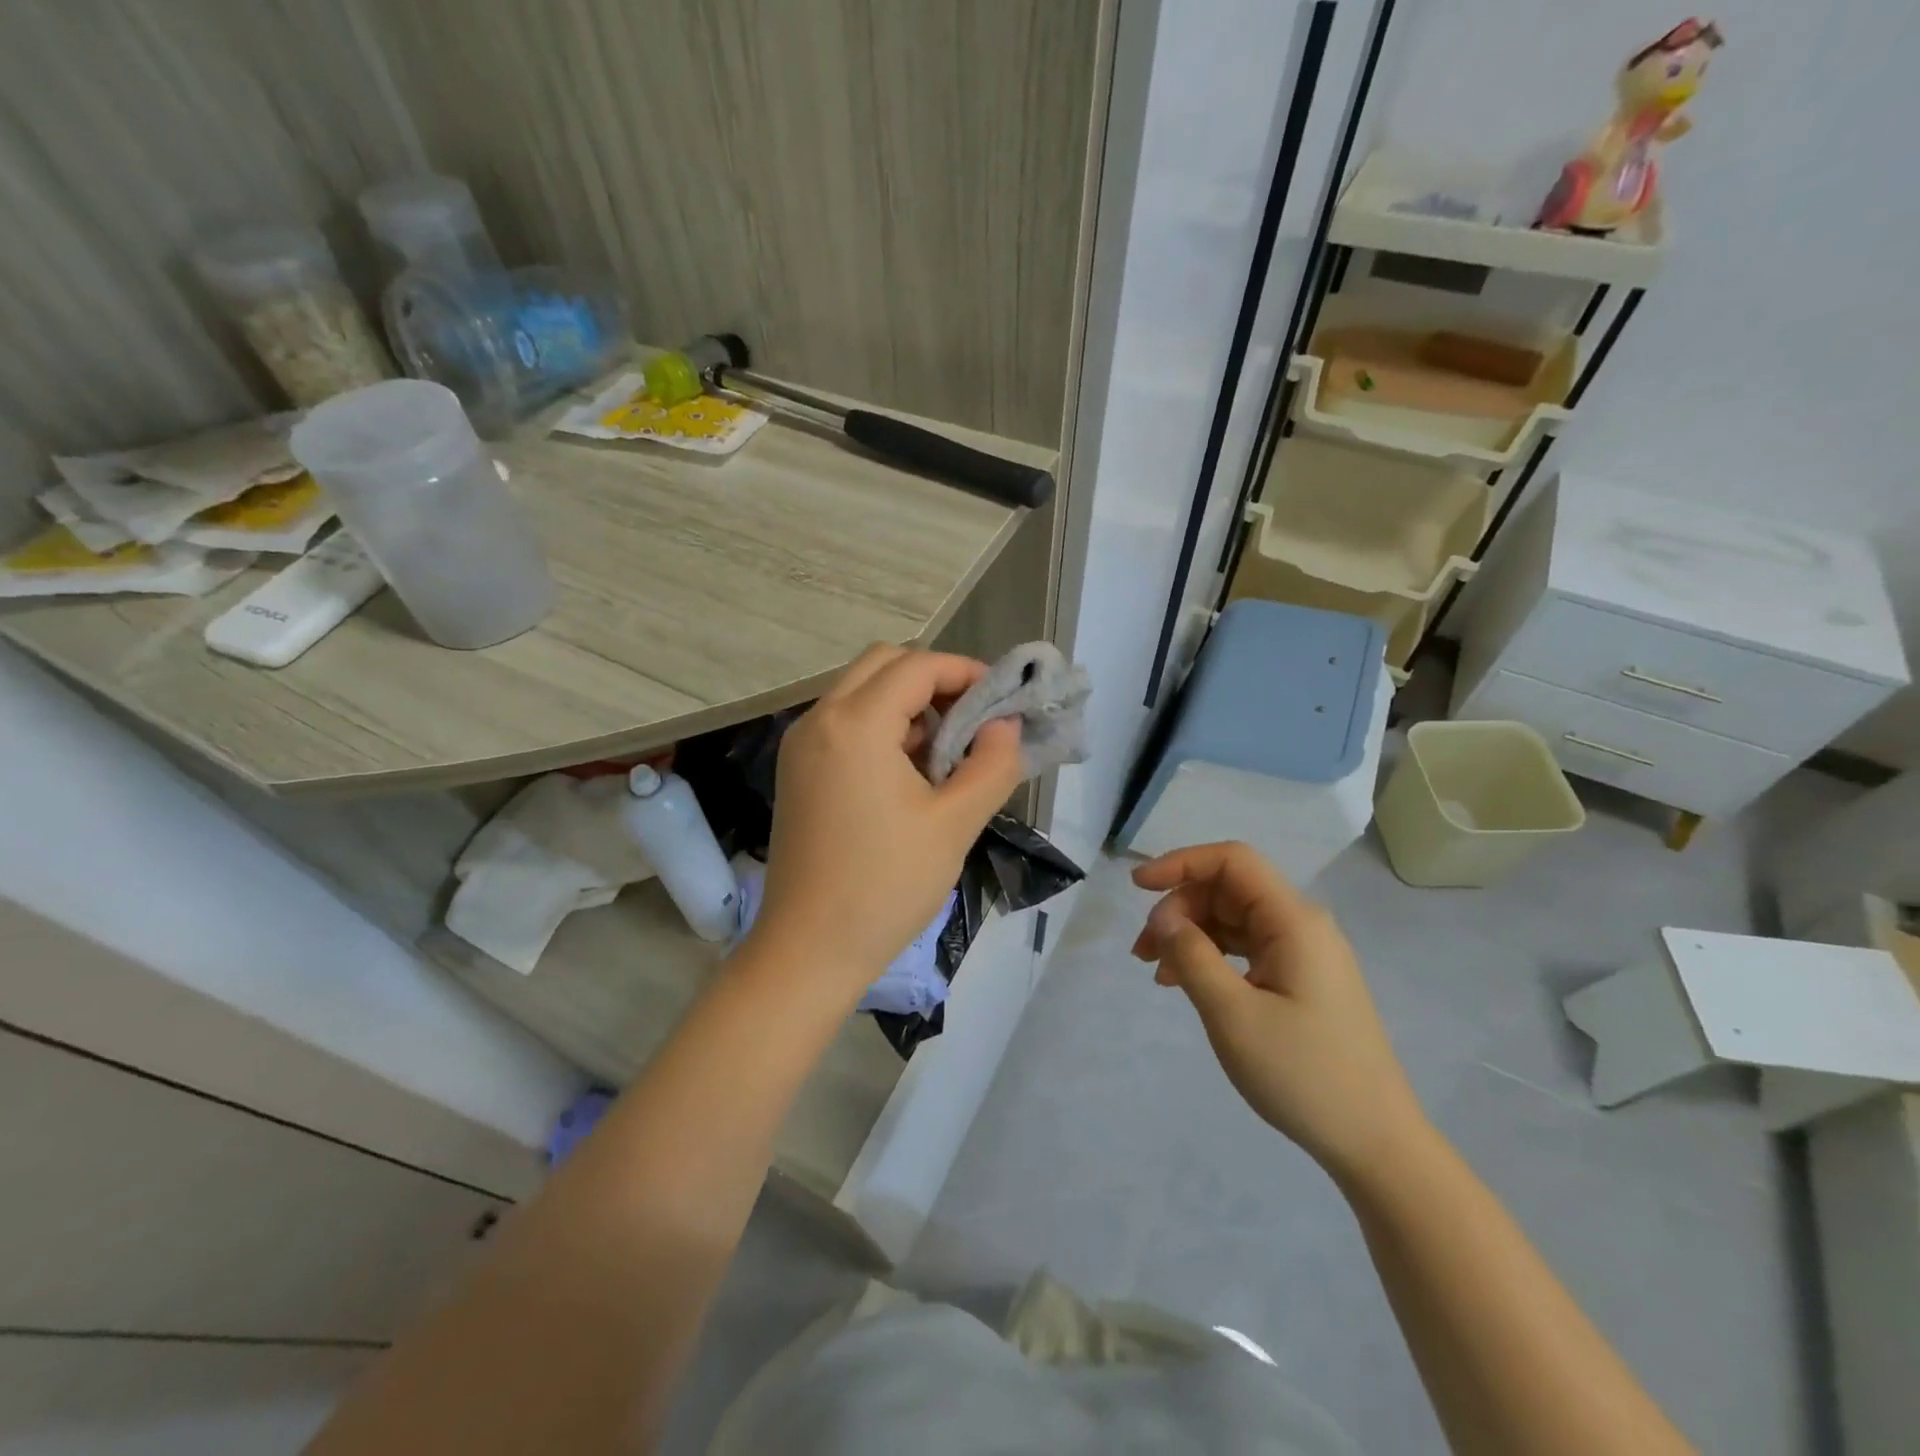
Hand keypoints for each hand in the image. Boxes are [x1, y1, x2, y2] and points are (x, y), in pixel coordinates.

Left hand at [747, 645, 1024, 997]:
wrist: (808, 950)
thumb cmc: (885, 887)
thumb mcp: (954, 824)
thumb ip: (992, 764)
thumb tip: (1006, 725)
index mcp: (855, 724)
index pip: (917, 666)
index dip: (965, 672)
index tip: (1002, 701)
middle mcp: (819, 720)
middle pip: (883, 665)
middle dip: (934, 681)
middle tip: (972, 721)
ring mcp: (801, 745)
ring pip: (861, 693)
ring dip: (907, 706)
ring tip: (945, 755)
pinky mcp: (797, 771)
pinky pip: (844, 724)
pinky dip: (881, 729)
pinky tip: (908, 775)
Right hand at [1132, 842, 1430, 1181]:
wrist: (1375, 1143)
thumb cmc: (1303, 1074)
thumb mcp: (1233, 1014)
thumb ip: (1192, 956)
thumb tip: (1163, 917)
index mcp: (1294, 921)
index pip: (1232, 861)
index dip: (1181, 863)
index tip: (1138, 887)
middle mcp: (1301, 926)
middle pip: (1227, 890)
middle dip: (1179, 910)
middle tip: (1144, 952)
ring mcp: (1303, 953)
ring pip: (1232, 920)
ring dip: (1190, 935)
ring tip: (1156, 972)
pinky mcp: (1300, 979)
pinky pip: (1245, 949)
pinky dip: (1210, 957)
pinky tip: (1185, 984)